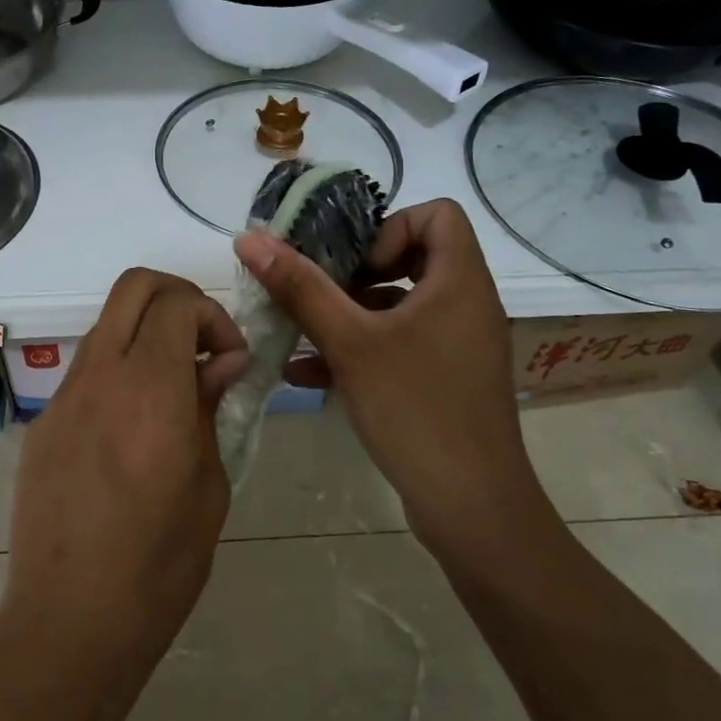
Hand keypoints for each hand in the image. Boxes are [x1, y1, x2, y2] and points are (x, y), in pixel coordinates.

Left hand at [0, 269, 248, 720]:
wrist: (68, 624)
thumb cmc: (158, 566)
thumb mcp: (209, 487)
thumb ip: (210, 408)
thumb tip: (221, 363)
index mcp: (149, 390)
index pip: (177, 303)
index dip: (213, 317)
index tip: (231, 361)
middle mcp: (100, 376)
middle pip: (134, 286)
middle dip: (178, 297)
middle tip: (203, 344)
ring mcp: (63, 397)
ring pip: (107, 324)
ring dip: (146, 334)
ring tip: (172, 390)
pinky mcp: (42, 424)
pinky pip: (87, 371)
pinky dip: (119, 372)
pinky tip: (132, 430)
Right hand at [234, 199, 546, 552]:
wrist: (470, 507)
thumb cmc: (415, 409)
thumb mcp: (349, 342)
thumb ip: (300, 287)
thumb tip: (250, 238)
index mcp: (459, 281)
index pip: (437, 214)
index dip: (390, 227)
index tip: (353, 264)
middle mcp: (466, 304)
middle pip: (415, 255)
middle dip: (357, 271)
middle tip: (321, 291)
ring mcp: (458, 343)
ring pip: (401, 304)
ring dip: (350, 311)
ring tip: (304, 330)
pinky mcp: (446, 377)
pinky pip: (401, 343)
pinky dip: (360, 346)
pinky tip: (307, 371)